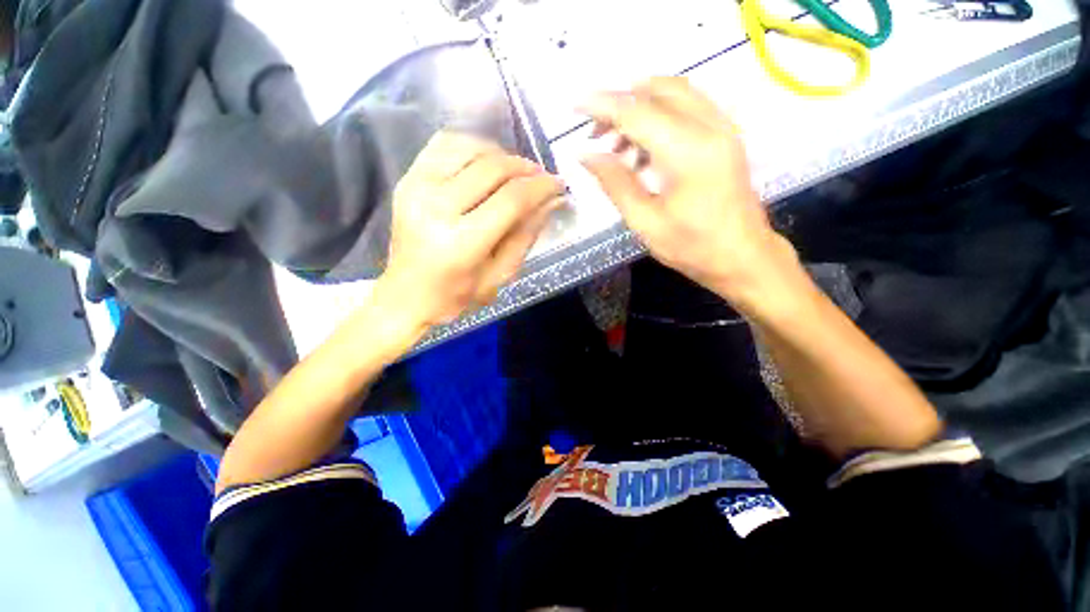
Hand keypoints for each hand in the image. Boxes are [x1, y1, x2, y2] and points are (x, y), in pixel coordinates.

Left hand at [375, 132, 564, 332]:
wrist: (406, 295)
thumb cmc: (457, 295)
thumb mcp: (501, 275)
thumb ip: (526, 235)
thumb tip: (552, 200)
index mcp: (462, 243)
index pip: (511, 200)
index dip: (540, 187)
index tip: (558, 184)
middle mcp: (436, 208)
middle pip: (492, 169)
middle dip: (525, 168)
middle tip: (541, 177)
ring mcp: (416, 188)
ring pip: (470, 149)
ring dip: (502, 155)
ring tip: (517, 172)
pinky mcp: (407, 179)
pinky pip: (445, 144)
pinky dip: (473, 147)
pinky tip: (486, 162)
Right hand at [579, 77, 804, 316]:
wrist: (743, 257)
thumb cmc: (692, 247)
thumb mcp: (645, 222)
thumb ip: (615, 183)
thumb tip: (585, 155)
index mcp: (687, 152)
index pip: (636, 112)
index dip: (601, 105)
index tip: (574, 106)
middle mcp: (709, 126)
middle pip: (656, 91)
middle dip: (619, 104)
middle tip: (596, 134)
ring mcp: (723, 127)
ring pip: (673, 93)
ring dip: (639, 108)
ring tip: (617, 145)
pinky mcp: (726, 135)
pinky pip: (688, 106)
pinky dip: (659, 115)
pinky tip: (644, 147)